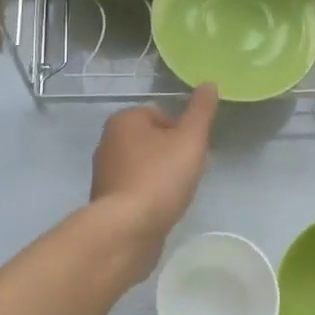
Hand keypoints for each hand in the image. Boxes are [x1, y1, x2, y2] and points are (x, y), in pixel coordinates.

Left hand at [90, 84, 218, 277]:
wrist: (127, 230)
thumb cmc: (160, 177)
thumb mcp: (190, 139)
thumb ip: (201, 111)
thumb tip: (209, 84)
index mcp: (123, 120)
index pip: (161, 115)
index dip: (181, 132)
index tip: (193, 152)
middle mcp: (108, 142)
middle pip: (152, 140)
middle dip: (172, 154)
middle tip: (188, 173)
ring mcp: (104, 173)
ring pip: (144, 166)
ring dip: (161, 176)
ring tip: (177, 193)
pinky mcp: (106, 201)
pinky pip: (135, 190)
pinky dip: (149, 196)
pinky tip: (162, 209)